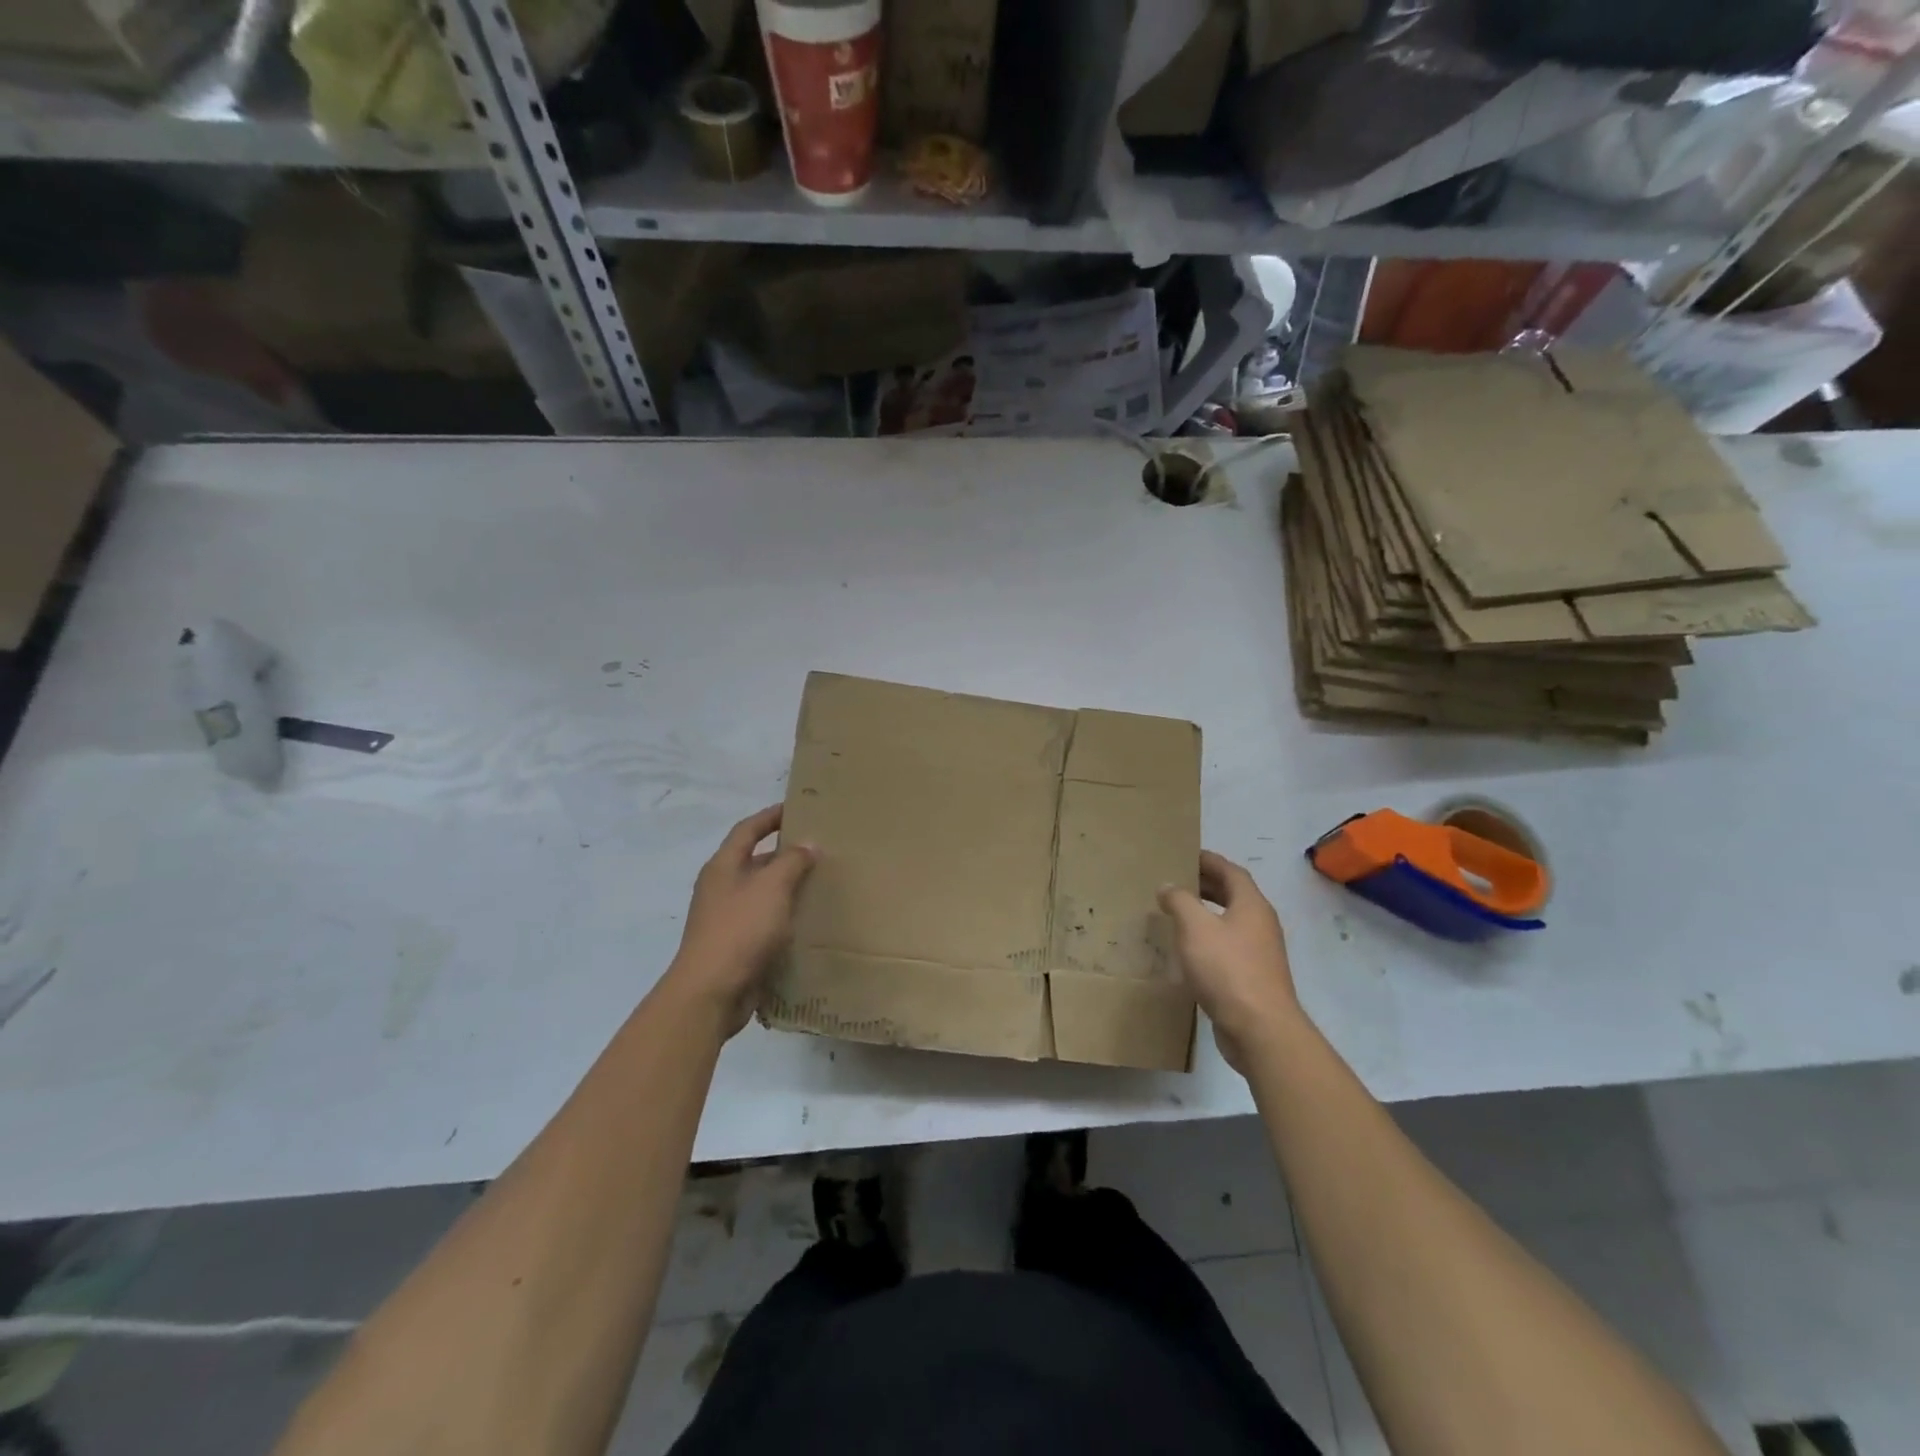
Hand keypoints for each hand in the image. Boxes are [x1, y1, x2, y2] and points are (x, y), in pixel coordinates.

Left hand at [662, 805, 815, 1037]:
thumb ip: (792, 861)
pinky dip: (785, 917)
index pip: (747, 830)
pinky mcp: (736, 946)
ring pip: (762, 893)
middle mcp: (721, 888)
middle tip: (820, 849)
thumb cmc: (740, 930)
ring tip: (821, 883)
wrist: (711, 993)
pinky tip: (809, 921)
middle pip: (755, 861)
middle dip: (785, 854)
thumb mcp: (772, 887)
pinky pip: (764, 922)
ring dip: (788, 887)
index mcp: (723, 867)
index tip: (796, 808)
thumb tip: (808, 844)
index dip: (770, 816)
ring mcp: (726, 919)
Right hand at [1158, 851, 1302, 1072]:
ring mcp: (1260, 952)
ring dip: (1207, 913)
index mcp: (1251, 905)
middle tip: (1177, 882)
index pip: (1231, 871)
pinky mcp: (1253, 977)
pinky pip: (1229, 947)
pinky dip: (1210, 939)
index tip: (1186, 855)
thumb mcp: (1195, 927)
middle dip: (1207, 885)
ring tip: (1178, 913)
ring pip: (1231, 922)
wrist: (1260, 1029)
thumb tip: (1168, 886)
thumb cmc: (1227, 969)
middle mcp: (1261, 924)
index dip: (1209, 860)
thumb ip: (1179, 901)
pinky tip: (1189, 950)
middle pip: (1234, 895)